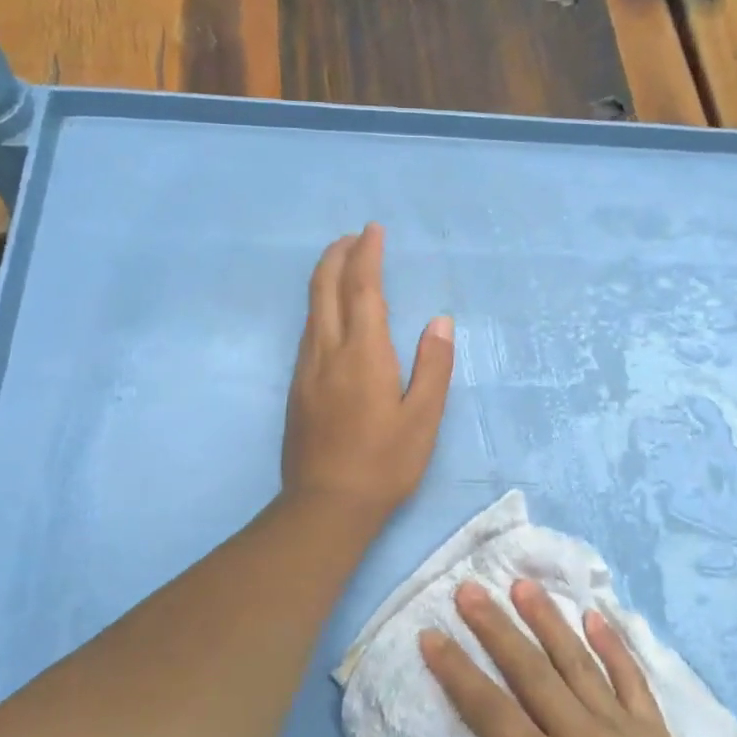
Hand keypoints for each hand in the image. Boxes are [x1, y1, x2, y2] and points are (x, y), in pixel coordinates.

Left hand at [282, 224, 453, 524]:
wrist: (325, 506)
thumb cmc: (383, 464)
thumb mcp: (423, 419)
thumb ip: (432, 366)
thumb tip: (439, 321)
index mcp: (363, 354)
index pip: (363, 289)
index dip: (367, 255)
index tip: (373, 230)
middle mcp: (327, 352)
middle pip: (325, 288)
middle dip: (337, 255)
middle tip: (353, 237)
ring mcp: (306, 370)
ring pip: (311, 309)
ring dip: (325, 278)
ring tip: (342, 264)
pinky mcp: (296, 388)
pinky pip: (308, 331)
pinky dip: (320, 306)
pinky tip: (330, 315)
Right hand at [421, 579, 729, 736]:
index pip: (490, 710)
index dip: (457, 671)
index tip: (431, 636)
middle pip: (530, 671)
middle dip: (495, 627)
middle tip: (469, 589)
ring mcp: (622, 729)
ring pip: (577, 662)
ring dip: (548, 620)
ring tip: (523, 585)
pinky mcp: (655, 732)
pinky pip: (631, 678)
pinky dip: (613, 645)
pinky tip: (595, 615)